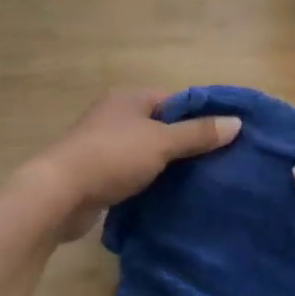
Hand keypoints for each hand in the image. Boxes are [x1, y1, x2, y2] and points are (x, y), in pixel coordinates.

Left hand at [22, 90, 240, 241]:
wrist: (58, 194)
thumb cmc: (111, 157)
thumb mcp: (161, 143)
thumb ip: (197, 134)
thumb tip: (236, 123)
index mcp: (129, 99)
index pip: (174, 100)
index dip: (200, 116)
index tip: (225, 136)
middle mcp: (115, 116)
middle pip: (160, 126)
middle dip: (185, 144)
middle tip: (218, 163)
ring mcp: (103, 145)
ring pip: (146, 151)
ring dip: (166, 166)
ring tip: (199, 182)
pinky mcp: (96, 174)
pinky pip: (131, 173)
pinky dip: (148, 182)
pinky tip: (168, 196)